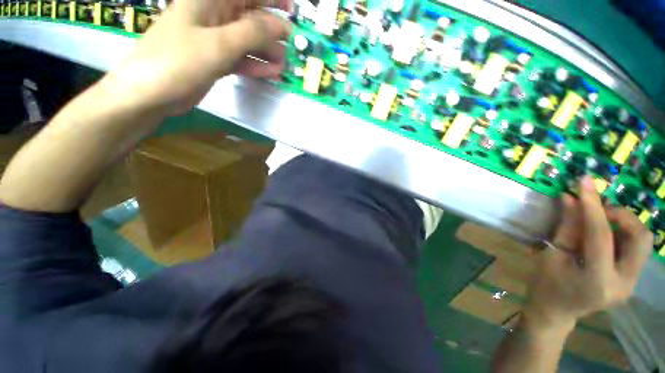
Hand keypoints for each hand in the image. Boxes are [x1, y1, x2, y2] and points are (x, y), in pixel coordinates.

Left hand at [98, 0, 291, 117]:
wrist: (150, 93)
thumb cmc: (178, 61)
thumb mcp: (218, 44)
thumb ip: (251, 33)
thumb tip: (279, 26)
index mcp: (210, 1)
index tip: (293, 10)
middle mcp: (214, 17)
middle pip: (250, 18)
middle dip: (273, 32)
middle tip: (293, 48)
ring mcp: (214, 40)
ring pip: (248, 41)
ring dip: (267, 52)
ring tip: (285, 65)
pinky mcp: (215, 60)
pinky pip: (241, 59)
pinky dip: (256, 66)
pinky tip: (271, 73)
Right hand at [523, 175, 652, 332]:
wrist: (555, 312)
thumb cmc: (545, 284)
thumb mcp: (550, 254)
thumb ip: (566, 227)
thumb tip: (569, 197)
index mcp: (597, 280)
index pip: (601, 235)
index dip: (592, 205)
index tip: (584, 182)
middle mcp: (623, 283)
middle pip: (639, 238)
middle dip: (621, 215)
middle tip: (597, 208)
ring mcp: (631, 284)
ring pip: (643, 241)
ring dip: (624, 223)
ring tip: (600, 220)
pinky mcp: (632, 280)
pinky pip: (636, 248)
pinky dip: (622, 234)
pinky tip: (604, 234)